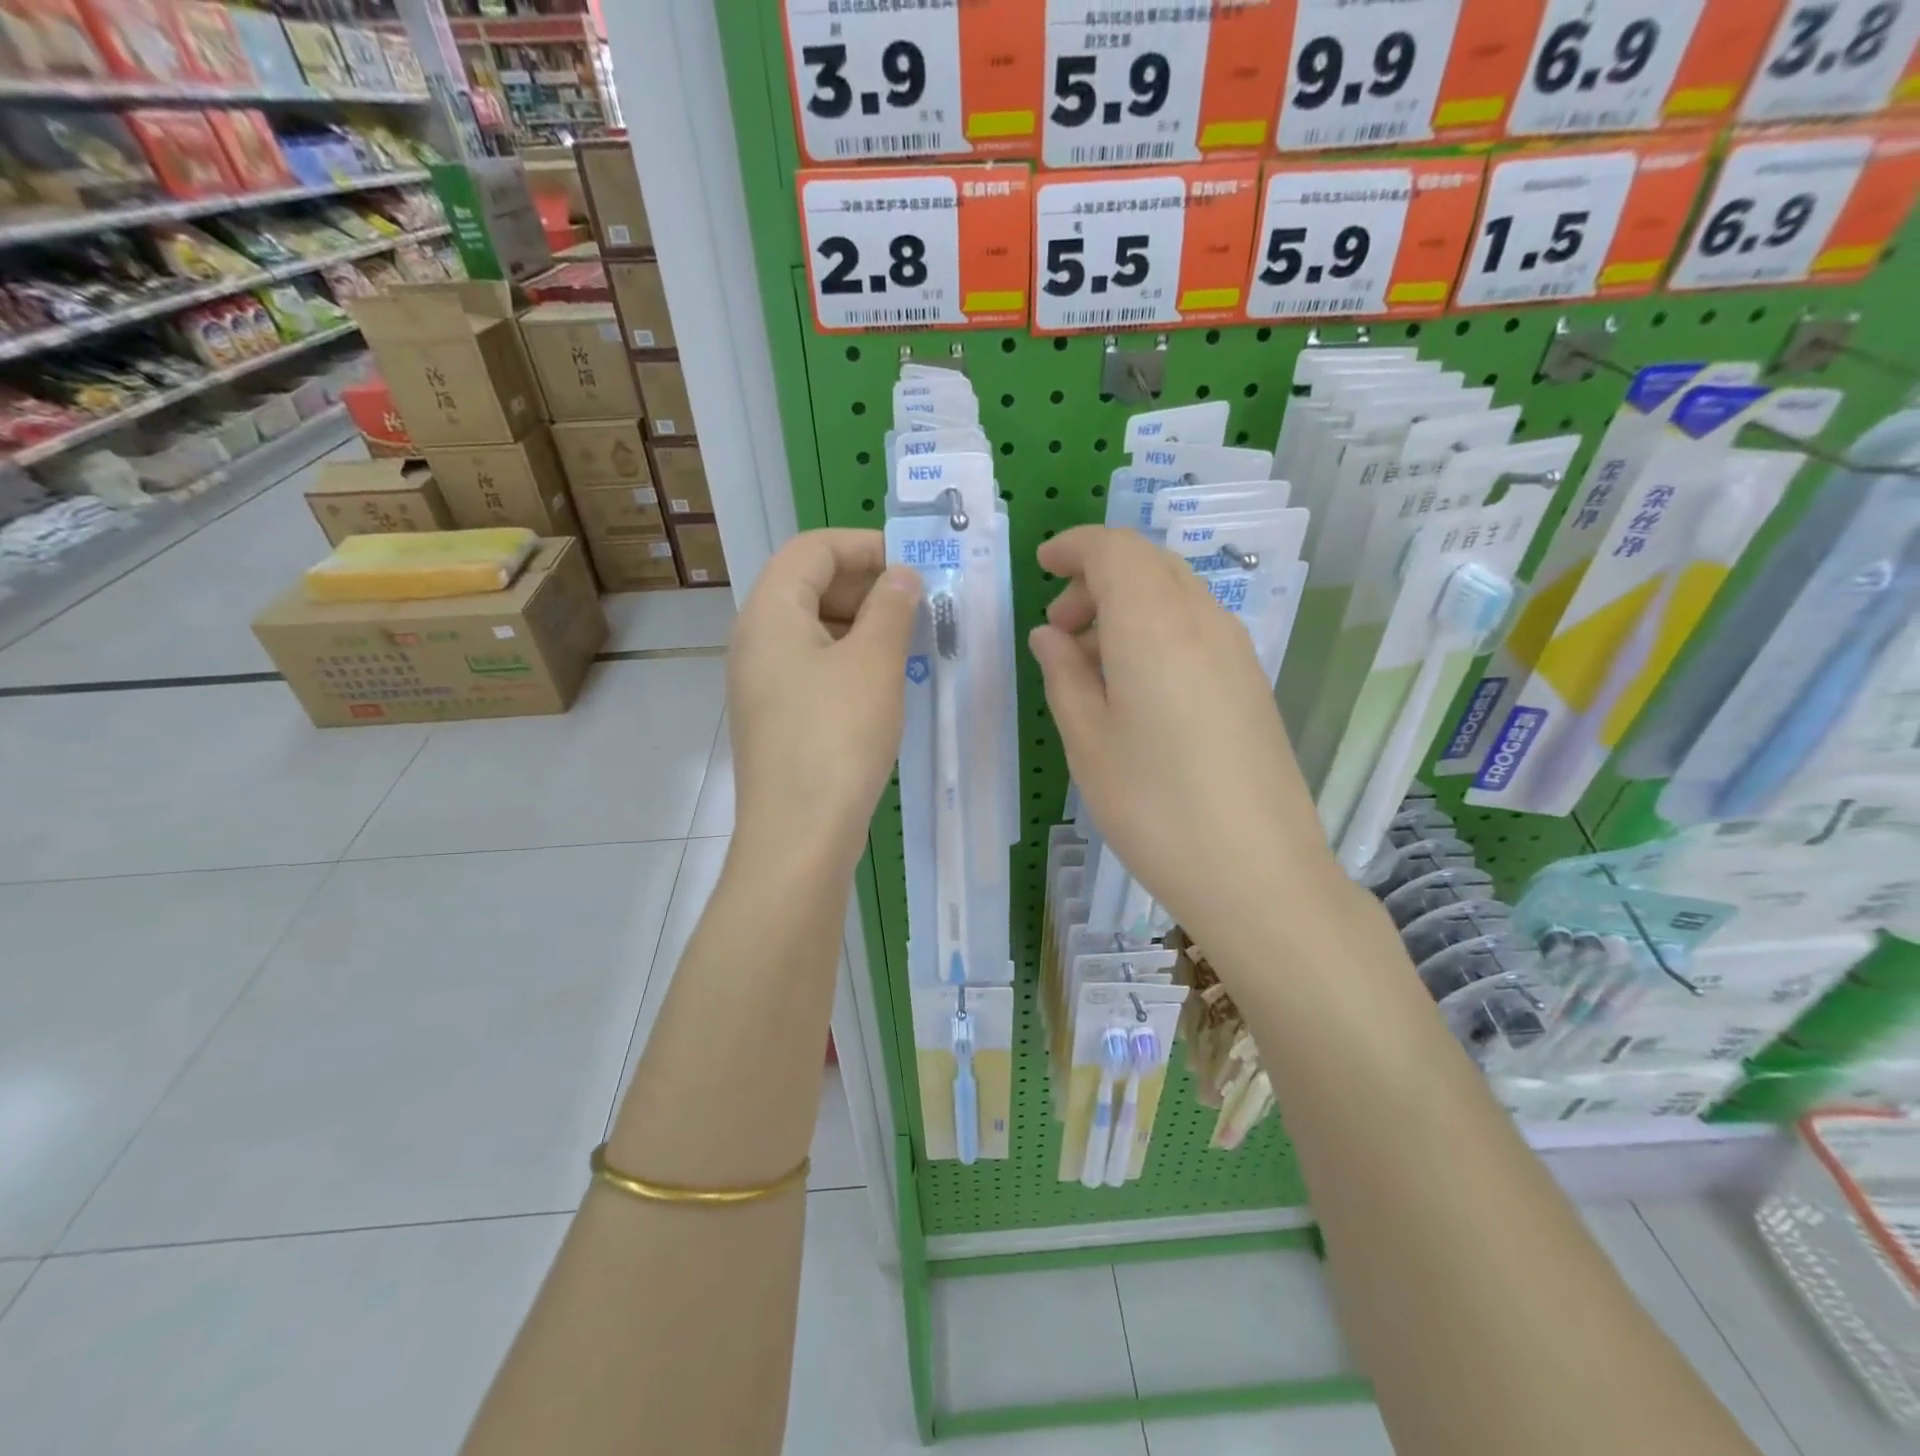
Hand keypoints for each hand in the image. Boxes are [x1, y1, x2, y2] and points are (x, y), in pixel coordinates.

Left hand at [727, 529, 921, 872]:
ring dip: (861, 626)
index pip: (812, 548)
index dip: (864, 545)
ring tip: (909, 644)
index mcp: (770, 611)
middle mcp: (755, 639)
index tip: (912, 567)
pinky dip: (848, 660)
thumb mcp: (875, 663)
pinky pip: (812, 668)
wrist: (798, 835)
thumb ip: (891, 607)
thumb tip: (901, 576)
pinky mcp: (774, 717)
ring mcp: (760, 682)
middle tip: (918, 607)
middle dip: (866, 586)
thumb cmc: (837, 737)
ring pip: (813, 629)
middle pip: (808, 584)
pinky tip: (883, 684)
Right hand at [1029, 526, 1350, 945]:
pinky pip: (1195, 625)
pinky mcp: (1251, 680)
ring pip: (1174, 593)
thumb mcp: (1088, 740)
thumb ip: (1064, 674)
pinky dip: (1156, 629)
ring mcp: (1235, 649)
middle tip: (1060, 630)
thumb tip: (1051, 635)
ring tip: (1091, 664)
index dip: (1074, 546)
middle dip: (1097, 578)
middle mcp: (1202, 619)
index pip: (1114, 549)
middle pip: (1147, 564)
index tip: (1042, 565)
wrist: (1257, 871)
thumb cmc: (1153, 806)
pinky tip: (1135, 685)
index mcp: (1153, 624)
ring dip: (1127, 605)